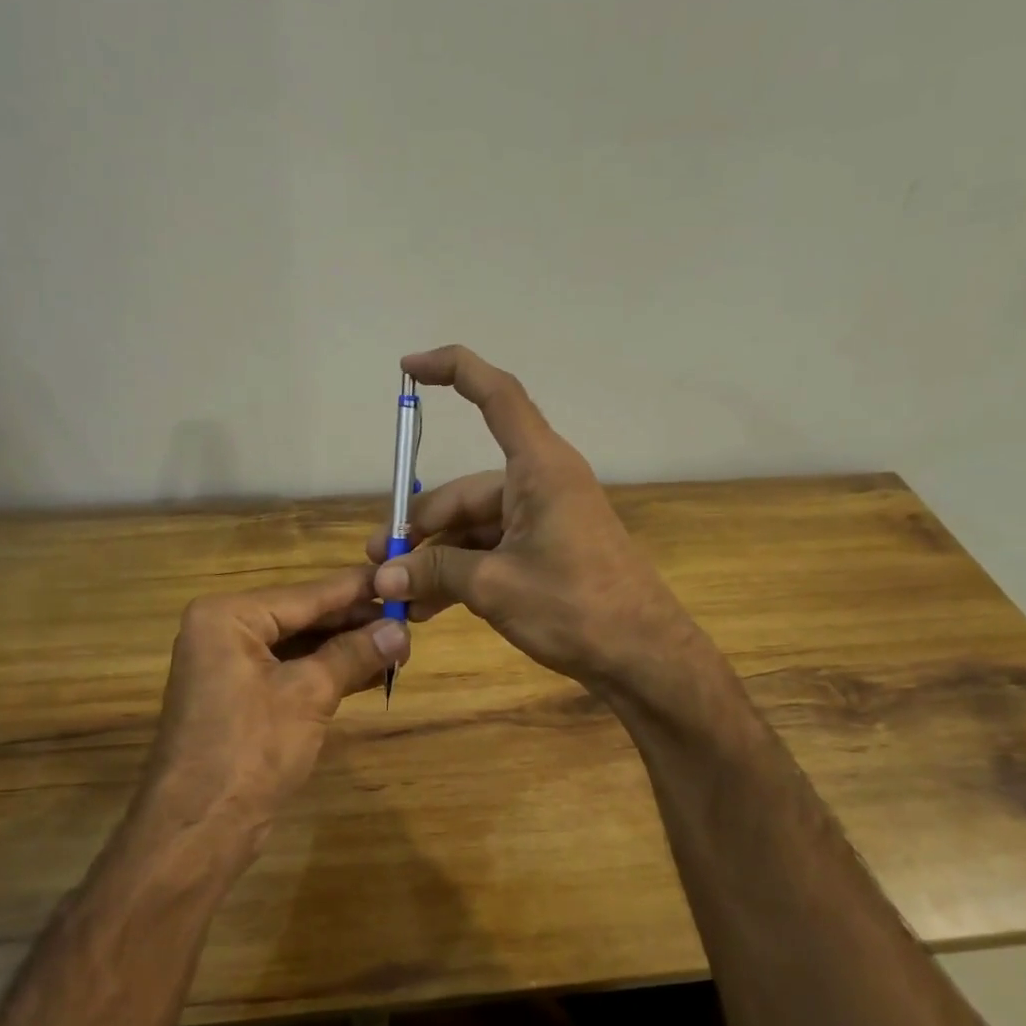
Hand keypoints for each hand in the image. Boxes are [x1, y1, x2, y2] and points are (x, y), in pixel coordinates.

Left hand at [140, 567, 408, 844]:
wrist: (198, 830)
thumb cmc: (250, 750)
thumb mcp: (309, 694)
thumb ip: (354, 654)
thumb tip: (401, 630)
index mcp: (228, 616)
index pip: (307, 594)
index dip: (358, 590)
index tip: (402, 579)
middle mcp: (224, 630)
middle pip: (303, 617)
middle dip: (355, 624)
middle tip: (409, 623)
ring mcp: (230, 665)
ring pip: (300, 645)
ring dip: (347, 649)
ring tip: (399, 648)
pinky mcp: (241, 696)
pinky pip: (291, 671)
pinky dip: (328, 672)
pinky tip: (371, 673)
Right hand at [364, 345, 703, 698]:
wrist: (644, 657)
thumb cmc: (576, 608)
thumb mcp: (496, 587)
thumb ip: (436, 572)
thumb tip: (383, 575)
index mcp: (539, 468)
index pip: (496, 396)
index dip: (452, 371)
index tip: (408, 368)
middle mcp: (541, 483)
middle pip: (466, 490)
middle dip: (421, 527)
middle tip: (381, 561)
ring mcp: (544, 519)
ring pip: (475, 526)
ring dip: (437, 558)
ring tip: (400, 595)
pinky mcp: (547, 551)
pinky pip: (492, 549)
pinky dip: (462, 572)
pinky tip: (429, 606)